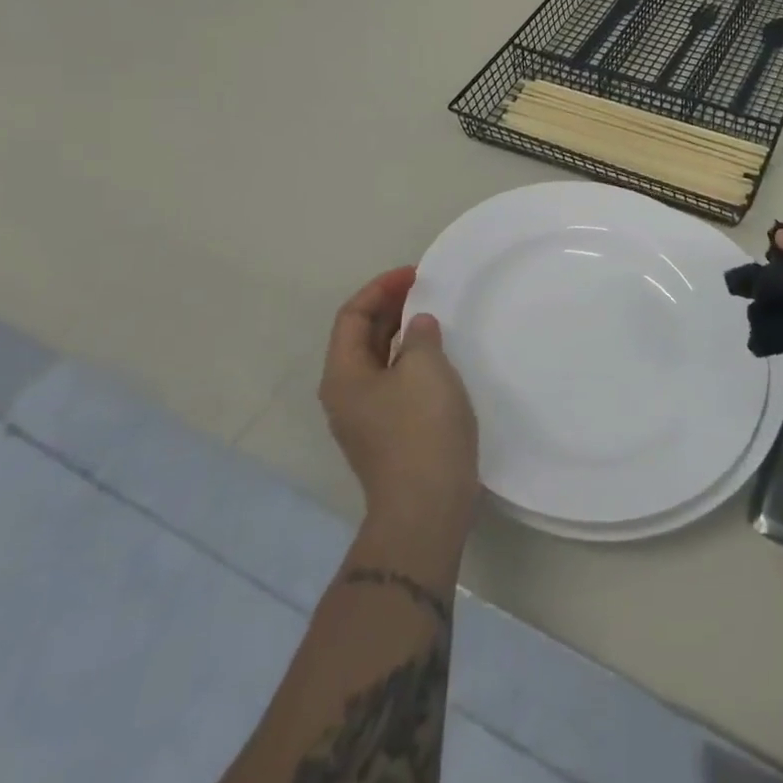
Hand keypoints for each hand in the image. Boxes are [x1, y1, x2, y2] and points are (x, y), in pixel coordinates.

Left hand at [319, 267, 478, 544]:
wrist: (426, 507)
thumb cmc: (421, 429)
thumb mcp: (425, 368)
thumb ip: (421, 335)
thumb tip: (418, 326)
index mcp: (344, 374)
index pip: (352, 316)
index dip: (381, 288)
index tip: (415, 274)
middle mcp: (346, 393)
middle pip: (362, 336)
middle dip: (390, 307)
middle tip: (425, 288)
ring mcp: (365, 416)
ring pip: (379, 359)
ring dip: (402, 332)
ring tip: (434, 315)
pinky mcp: (387, 432)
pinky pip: (393, 380)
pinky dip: (411, 358)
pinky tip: (438, 356)